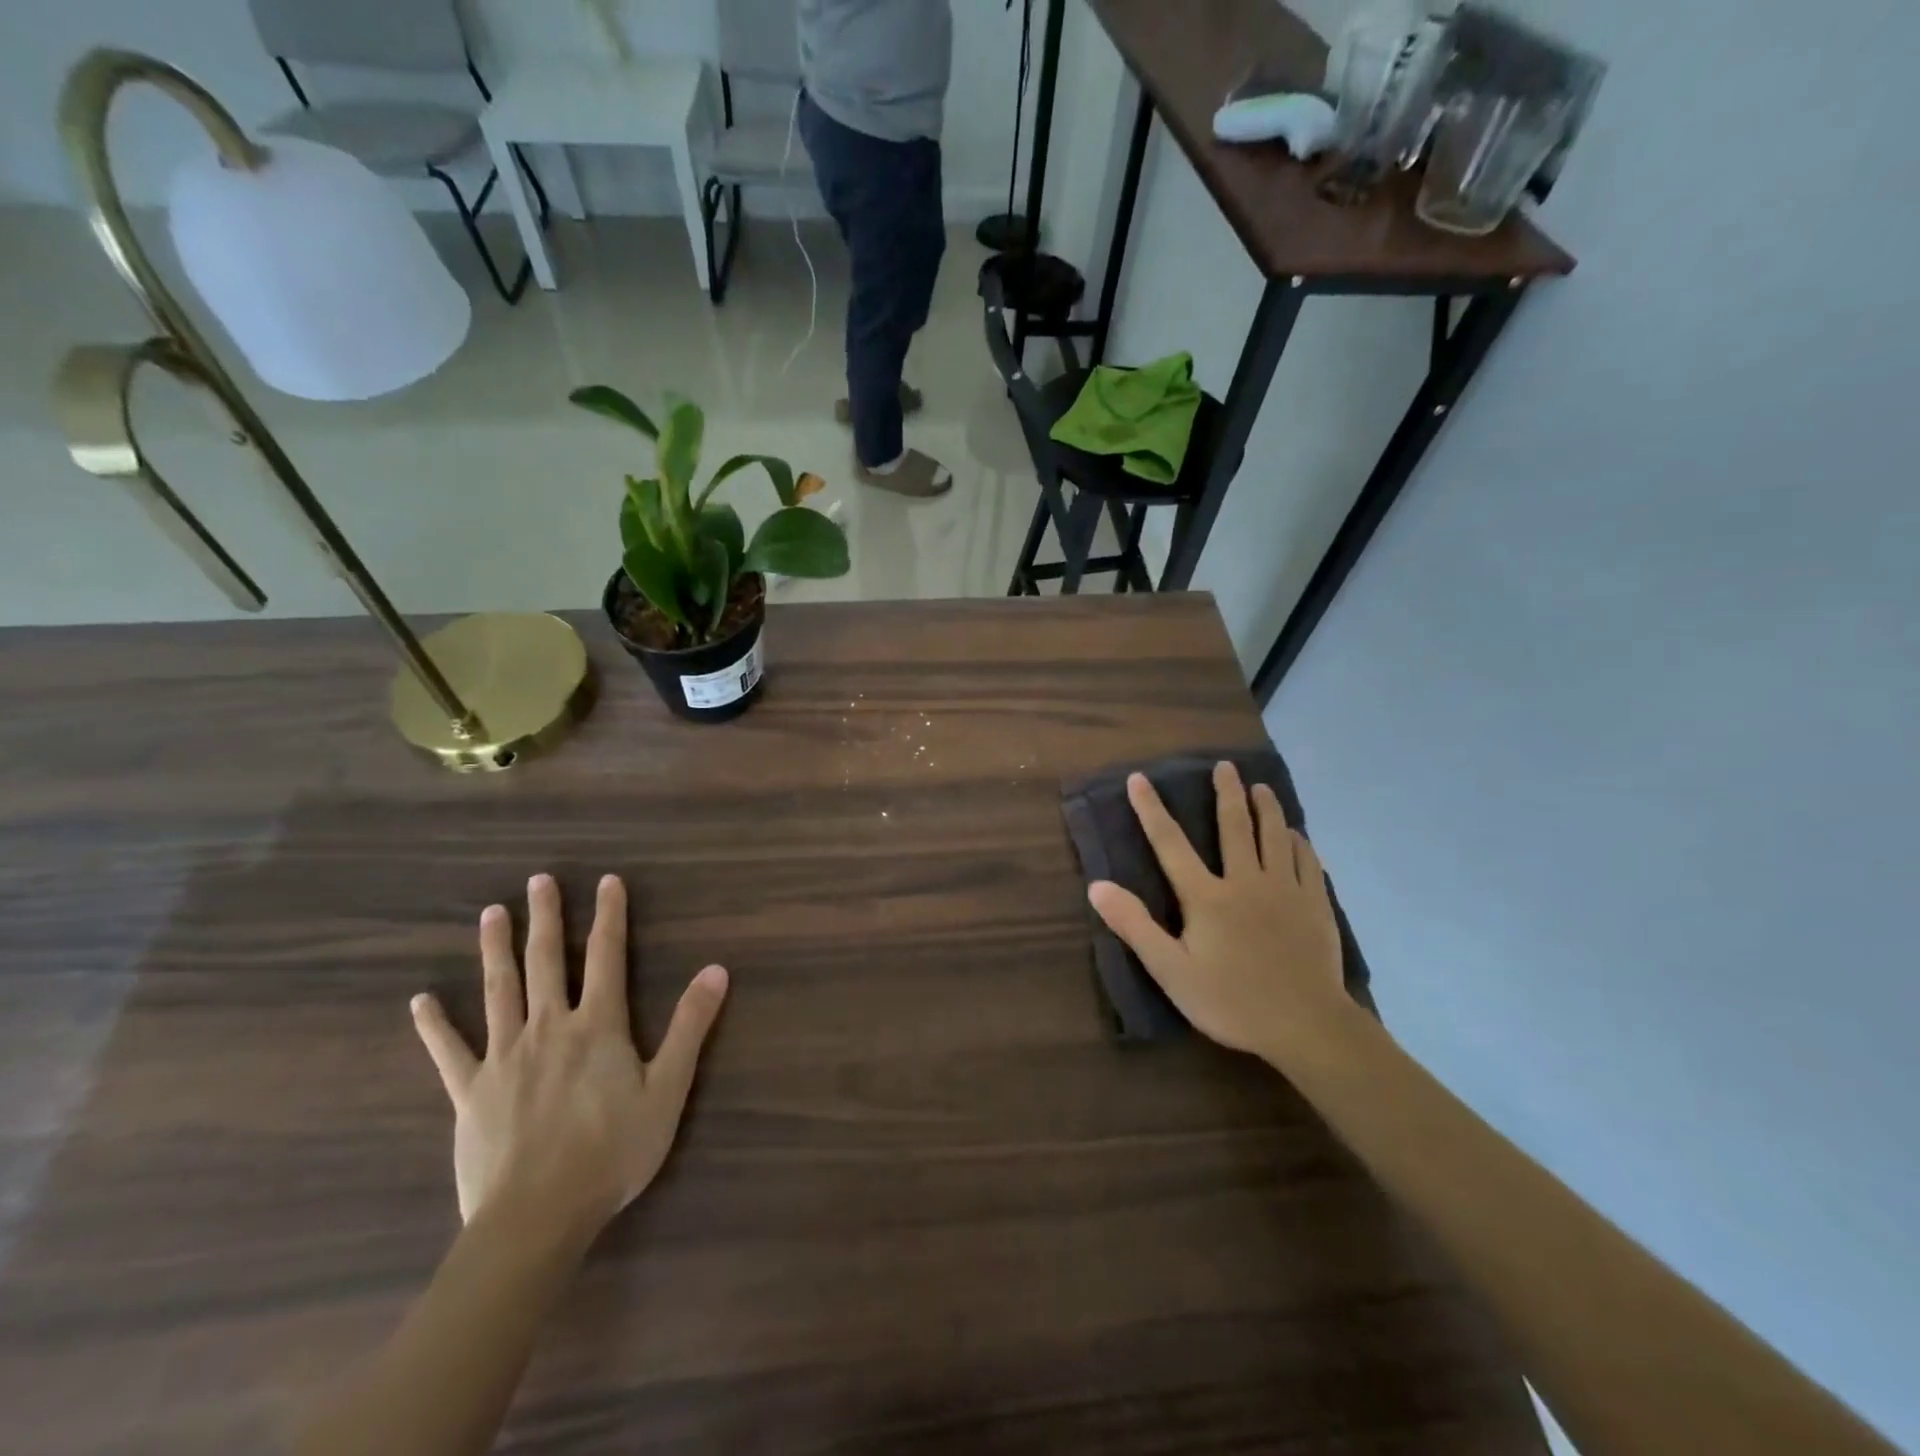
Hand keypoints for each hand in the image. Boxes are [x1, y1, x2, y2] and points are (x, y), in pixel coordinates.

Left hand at [409, 873, 728, 1236]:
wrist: (537, 1216)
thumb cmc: (613, 1151)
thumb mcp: (668, 1088)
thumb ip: (690, 1026)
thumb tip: (716, 970)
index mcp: (598, 1025)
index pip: (607, 956)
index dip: (609, 916)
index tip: (608, 881)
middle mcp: (549, 1027)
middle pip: (546, 961)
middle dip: (545, 918)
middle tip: (539, 881)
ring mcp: (504, 1057)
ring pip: (499, 991)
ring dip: (496, 949)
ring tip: (492, 913)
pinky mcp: (470, 1092)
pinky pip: (449, 1051)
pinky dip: (435, 1025)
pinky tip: (421, 1001)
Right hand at [1088, 762, 1350, 1062]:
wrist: (1307, 1026)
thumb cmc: (1232, 1001)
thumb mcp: (1171, 971)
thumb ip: (1135, 926)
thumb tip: (1097, 886)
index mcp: (1207, 896)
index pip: (1171, 844)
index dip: (1151, 809)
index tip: (1139, 778)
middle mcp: (1246, 881)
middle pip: (1235, 827)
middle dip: (1227, 793)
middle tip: (1225, 765)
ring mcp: (1286, 891)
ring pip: (1275, 837)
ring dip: (1267, 809)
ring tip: (1261, 788)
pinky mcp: (1315, 905)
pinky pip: (1308, 862)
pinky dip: (1299, 843)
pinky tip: (1297, 836)